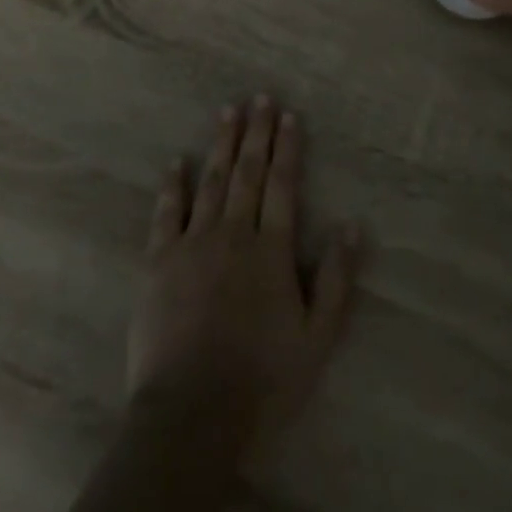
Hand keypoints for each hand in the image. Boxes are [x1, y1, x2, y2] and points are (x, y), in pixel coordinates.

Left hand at [128, 96, 359, 447]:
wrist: (193, 413)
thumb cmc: (263, 380)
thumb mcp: (318, 338)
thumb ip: (337, 280)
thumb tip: (353, 225)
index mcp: (271, 251)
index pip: (282, 186)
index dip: (287, 148)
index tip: (288, 116)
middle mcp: (233, 235)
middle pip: (246, 173)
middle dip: (255, 133)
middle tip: (259, 98)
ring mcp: (192, 245)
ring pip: (210, 182)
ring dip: (220, 145)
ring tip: (227, 112)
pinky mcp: (158, 261)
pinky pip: (166, 213)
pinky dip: (173, 185)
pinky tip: (177, 162)